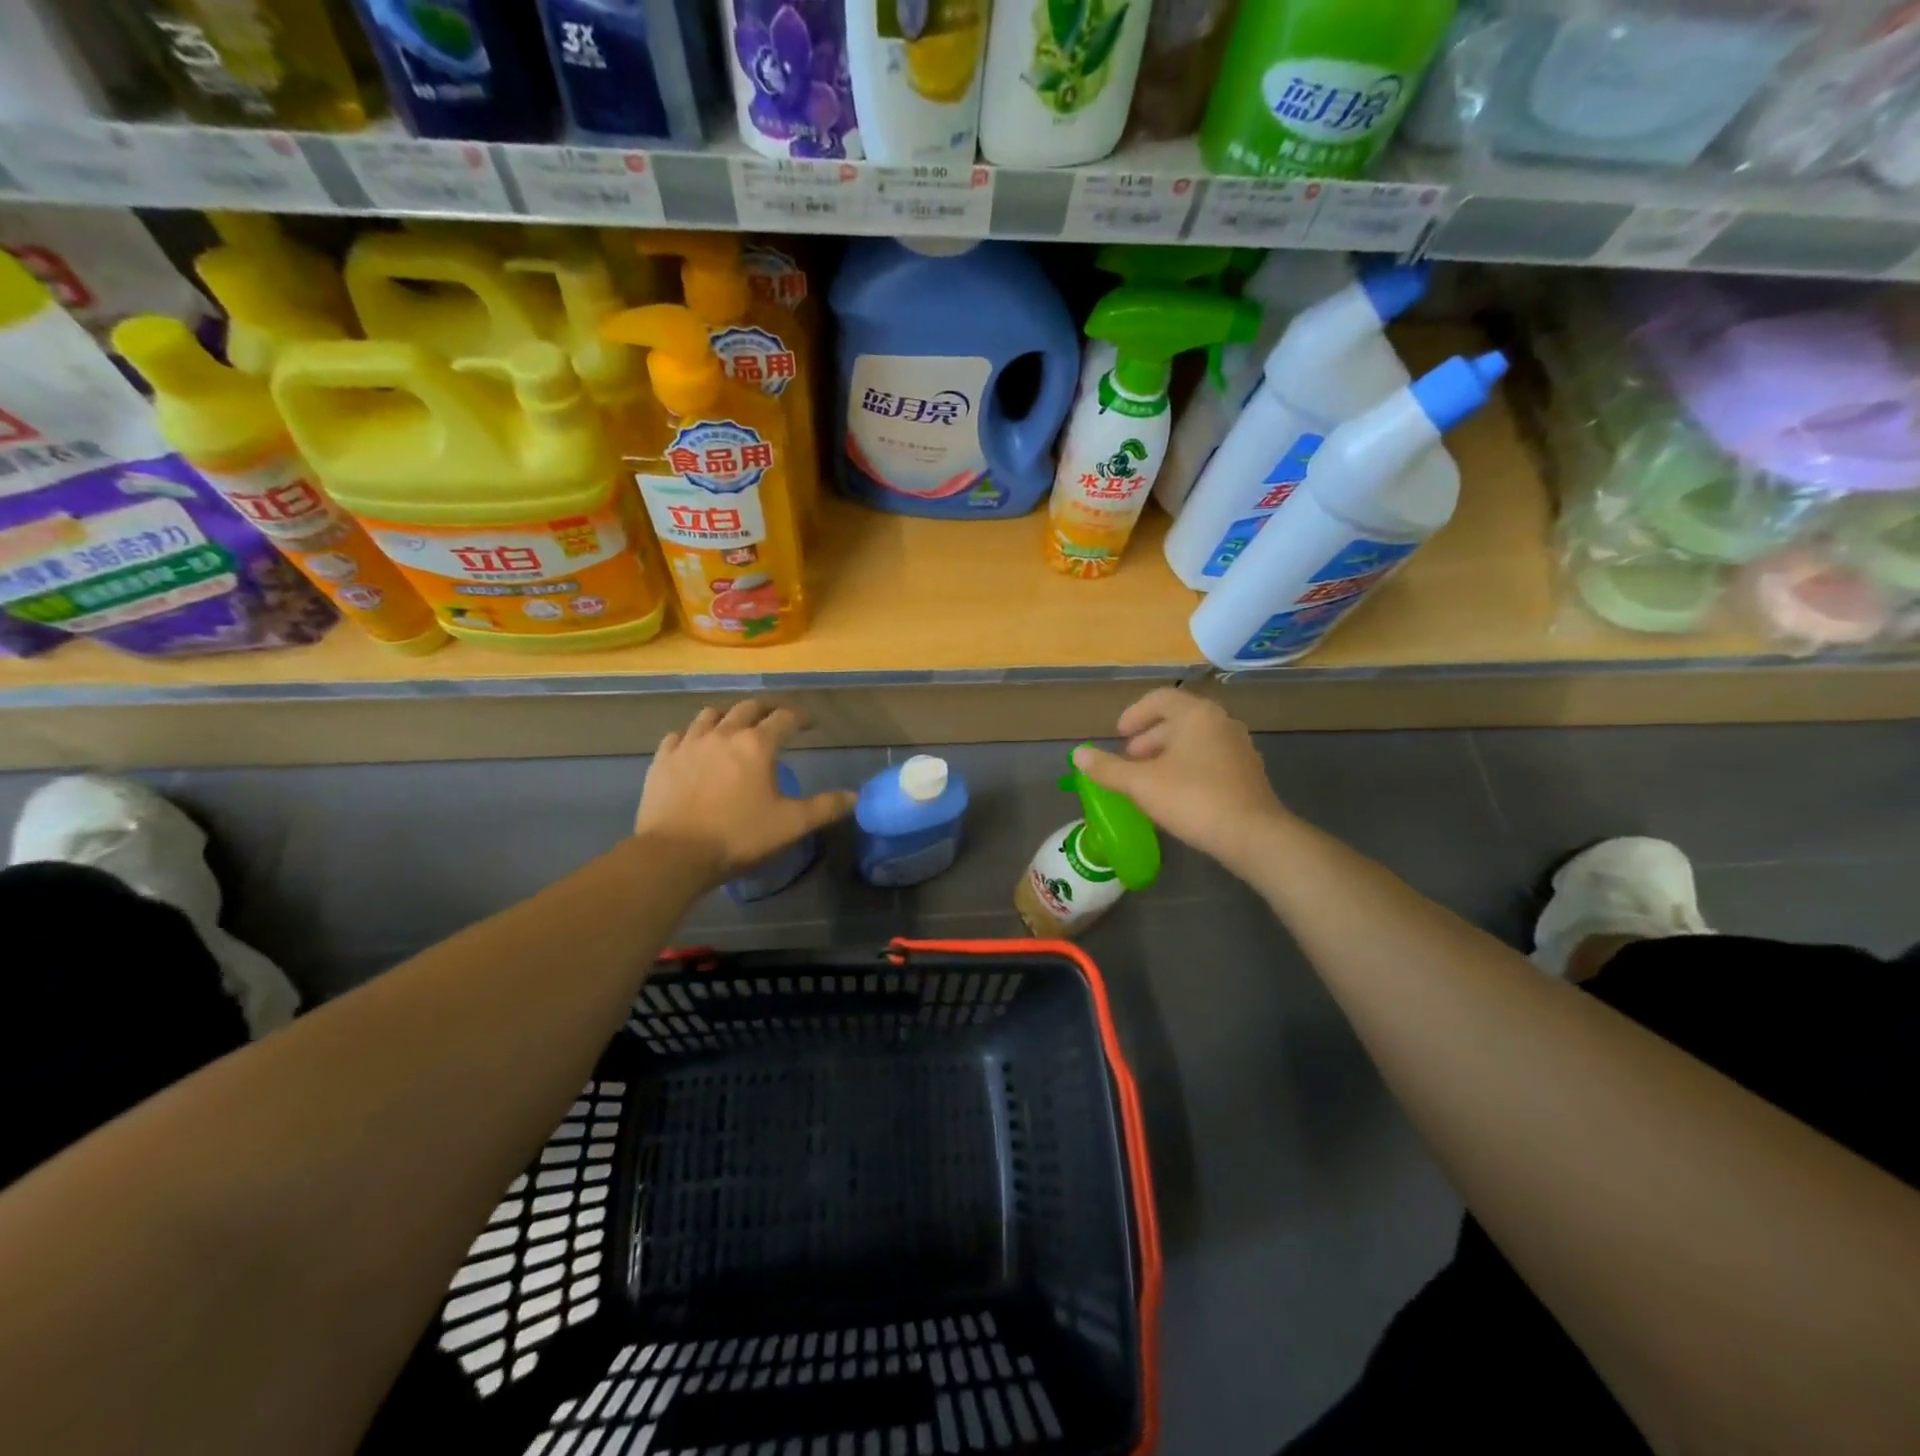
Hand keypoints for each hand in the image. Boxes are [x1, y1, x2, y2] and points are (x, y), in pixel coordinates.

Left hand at [636, 701, 855, 883]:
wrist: (674, 854)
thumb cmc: (739, 836)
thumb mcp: (791, 825)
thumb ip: (825, 807)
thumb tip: (855, 797)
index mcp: (757, 744)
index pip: (784, 717)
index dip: (801, 717)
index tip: (810, 724)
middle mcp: (723, 734)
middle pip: (747, 708)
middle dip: (766, 710)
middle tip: (775, 720)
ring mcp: (688, 744)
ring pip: (710, 715)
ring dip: (727, 717)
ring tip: (733, 729)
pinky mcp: (663, 760)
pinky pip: (678, 736)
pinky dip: (691, 736)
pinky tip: (694, 748)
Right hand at [1071, 688, 1287, 874]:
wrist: (1253, 835)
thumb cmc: (1192, 799)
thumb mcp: (1141, 784)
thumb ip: (1107, 768)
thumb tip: (1078, 754)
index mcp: (1196, 714)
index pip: (1160, 698)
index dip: (1134, 714)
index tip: (1118, 736)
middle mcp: (1220, 722)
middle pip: (1178, 718)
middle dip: (1149, 737)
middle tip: (1129, 759)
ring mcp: (1239, 747)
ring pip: (1195, 739)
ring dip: (1168, 753)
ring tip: (1148, 778)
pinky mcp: (1248, 772)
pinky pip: (1210, 758)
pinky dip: (1188, 766)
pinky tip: (1176, 793)